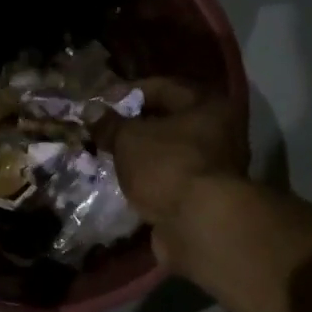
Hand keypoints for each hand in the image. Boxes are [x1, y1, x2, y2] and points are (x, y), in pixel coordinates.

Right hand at [92, 78, 248, 256]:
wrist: (199, 224)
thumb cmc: (167, 166)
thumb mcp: (129, 139)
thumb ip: (110, 124)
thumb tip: (92, 111)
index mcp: (208, 105)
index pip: (163, 87)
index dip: (128, 93)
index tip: (101, 104)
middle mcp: (219, 132)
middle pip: (169, 122)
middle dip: (135, 127)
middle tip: (104, 133)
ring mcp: (215, 168)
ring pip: (170, 154)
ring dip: (142, 157)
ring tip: (110, 159)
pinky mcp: (205, 198)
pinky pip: (171, 181)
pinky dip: (151, 182)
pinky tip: (126, 185)